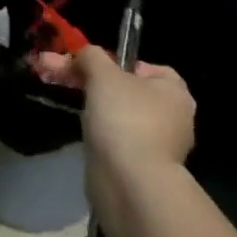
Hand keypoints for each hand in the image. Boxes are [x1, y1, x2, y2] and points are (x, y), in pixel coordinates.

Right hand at [78, 45, 194, 203]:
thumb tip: (83, 55)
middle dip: (93, 80)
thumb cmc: (124, 117)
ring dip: (94, 106)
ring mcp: (159, 144)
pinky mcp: (142, 166)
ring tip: (67, 102)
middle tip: (61, 76)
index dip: (120, 63)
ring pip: (120, 114)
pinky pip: (118, 139)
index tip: (95, 67)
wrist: (129, 181)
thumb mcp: (102, 73)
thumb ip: (91, 56)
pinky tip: (84, 133)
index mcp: (174, 92)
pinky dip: (101, 134)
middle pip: (128, 89)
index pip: (149, 67)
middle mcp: (173, 117)